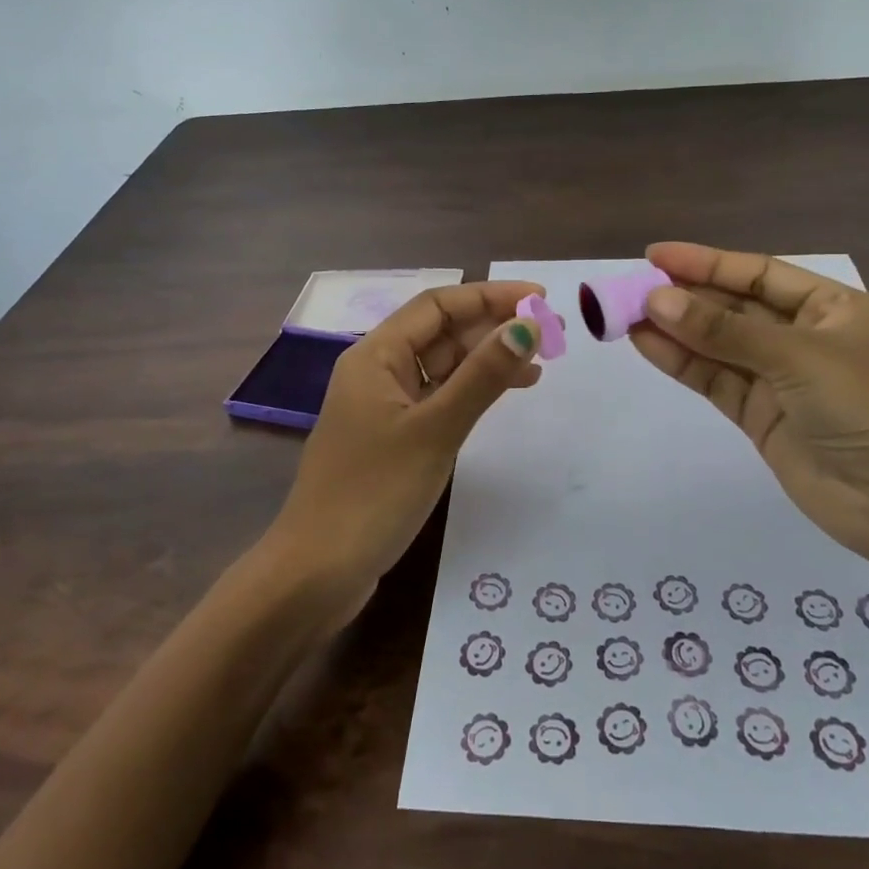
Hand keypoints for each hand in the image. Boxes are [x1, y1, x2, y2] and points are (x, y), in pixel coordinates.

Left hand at [264, 281, 544, 619]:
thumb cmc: (374, 493)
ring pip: (441, 366)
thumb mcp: (436, 430)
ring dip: (486, 360)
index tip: (540, 299)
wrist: (317, 572)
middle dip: (493, 327)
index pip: (439, 305)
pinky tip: (501, 397)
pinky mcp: (391, 438)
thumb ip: (482, 376)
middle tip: (551, 334)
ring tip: (539, 365)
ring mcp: (383, 406)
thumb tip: (527, 327)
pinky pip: (436, 398)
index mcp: (375, 355)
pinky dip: (470, 392)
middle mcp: (376, 370)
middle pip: (441, 332)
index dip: (490, 296)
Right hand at [629, 242, 868, 571]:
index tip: (654, 255)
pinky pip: (715, 379)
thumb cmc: (865, 408)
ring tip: (625, 313)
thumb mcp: (796, 357)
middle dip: (685, 296)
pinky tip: (645, 344)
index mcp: (829, 308)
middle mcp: (802, 337)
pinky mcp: (760, 415)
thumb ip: (723, 331)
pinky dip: (682, 362)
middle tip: (630, 287)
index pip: (757, 274)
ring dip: (675, 329)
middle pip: (733, 307)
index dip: (706, 262)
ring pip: (718, 344)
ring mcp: (779, 378)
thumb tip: (656, 300)